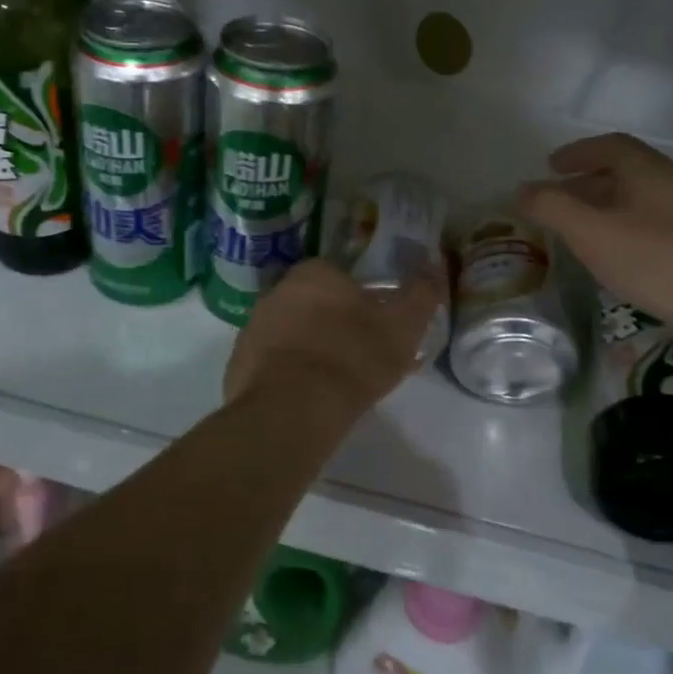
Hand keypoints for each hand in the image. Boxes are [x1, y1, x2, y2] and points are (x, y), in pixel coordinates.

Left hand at [223, 259, 443, 418]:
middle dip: (331, 322)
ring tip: (333, 381)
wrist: (292, 411)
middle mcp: (277, 291)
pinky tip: (305, 399)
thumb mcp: (402, 326)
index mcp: (314, 273)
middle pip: (311, 302)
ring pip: (289, 332)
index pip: (339, 276)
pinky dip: (286, 375)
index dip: (359, 300)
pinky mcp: (238, 364)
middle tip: (357, 354)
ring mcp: (252, 327)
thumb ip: (421, 293)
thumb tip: (435, 262)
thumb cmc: (352, 358)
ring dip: (307, 348)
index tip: (373, 326)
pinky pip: (270, 363)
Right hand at [520, 134, 672, 375]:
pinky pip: (651, 231)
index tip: (551, 165)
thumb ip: (552, 208)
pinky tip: (612, 260)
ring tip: (578, 230)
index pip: (611, 146)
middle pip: (626, 174)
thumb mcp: (592, 232)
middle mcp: (672, 187)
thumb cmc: (657, 259)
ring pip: (639, 205)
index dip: (578, 152)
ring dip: (606, 210)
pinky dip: (624, 234)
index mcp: (649, 171)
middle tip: (558, 199)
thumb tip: (520, 190)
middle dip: (588, 183)